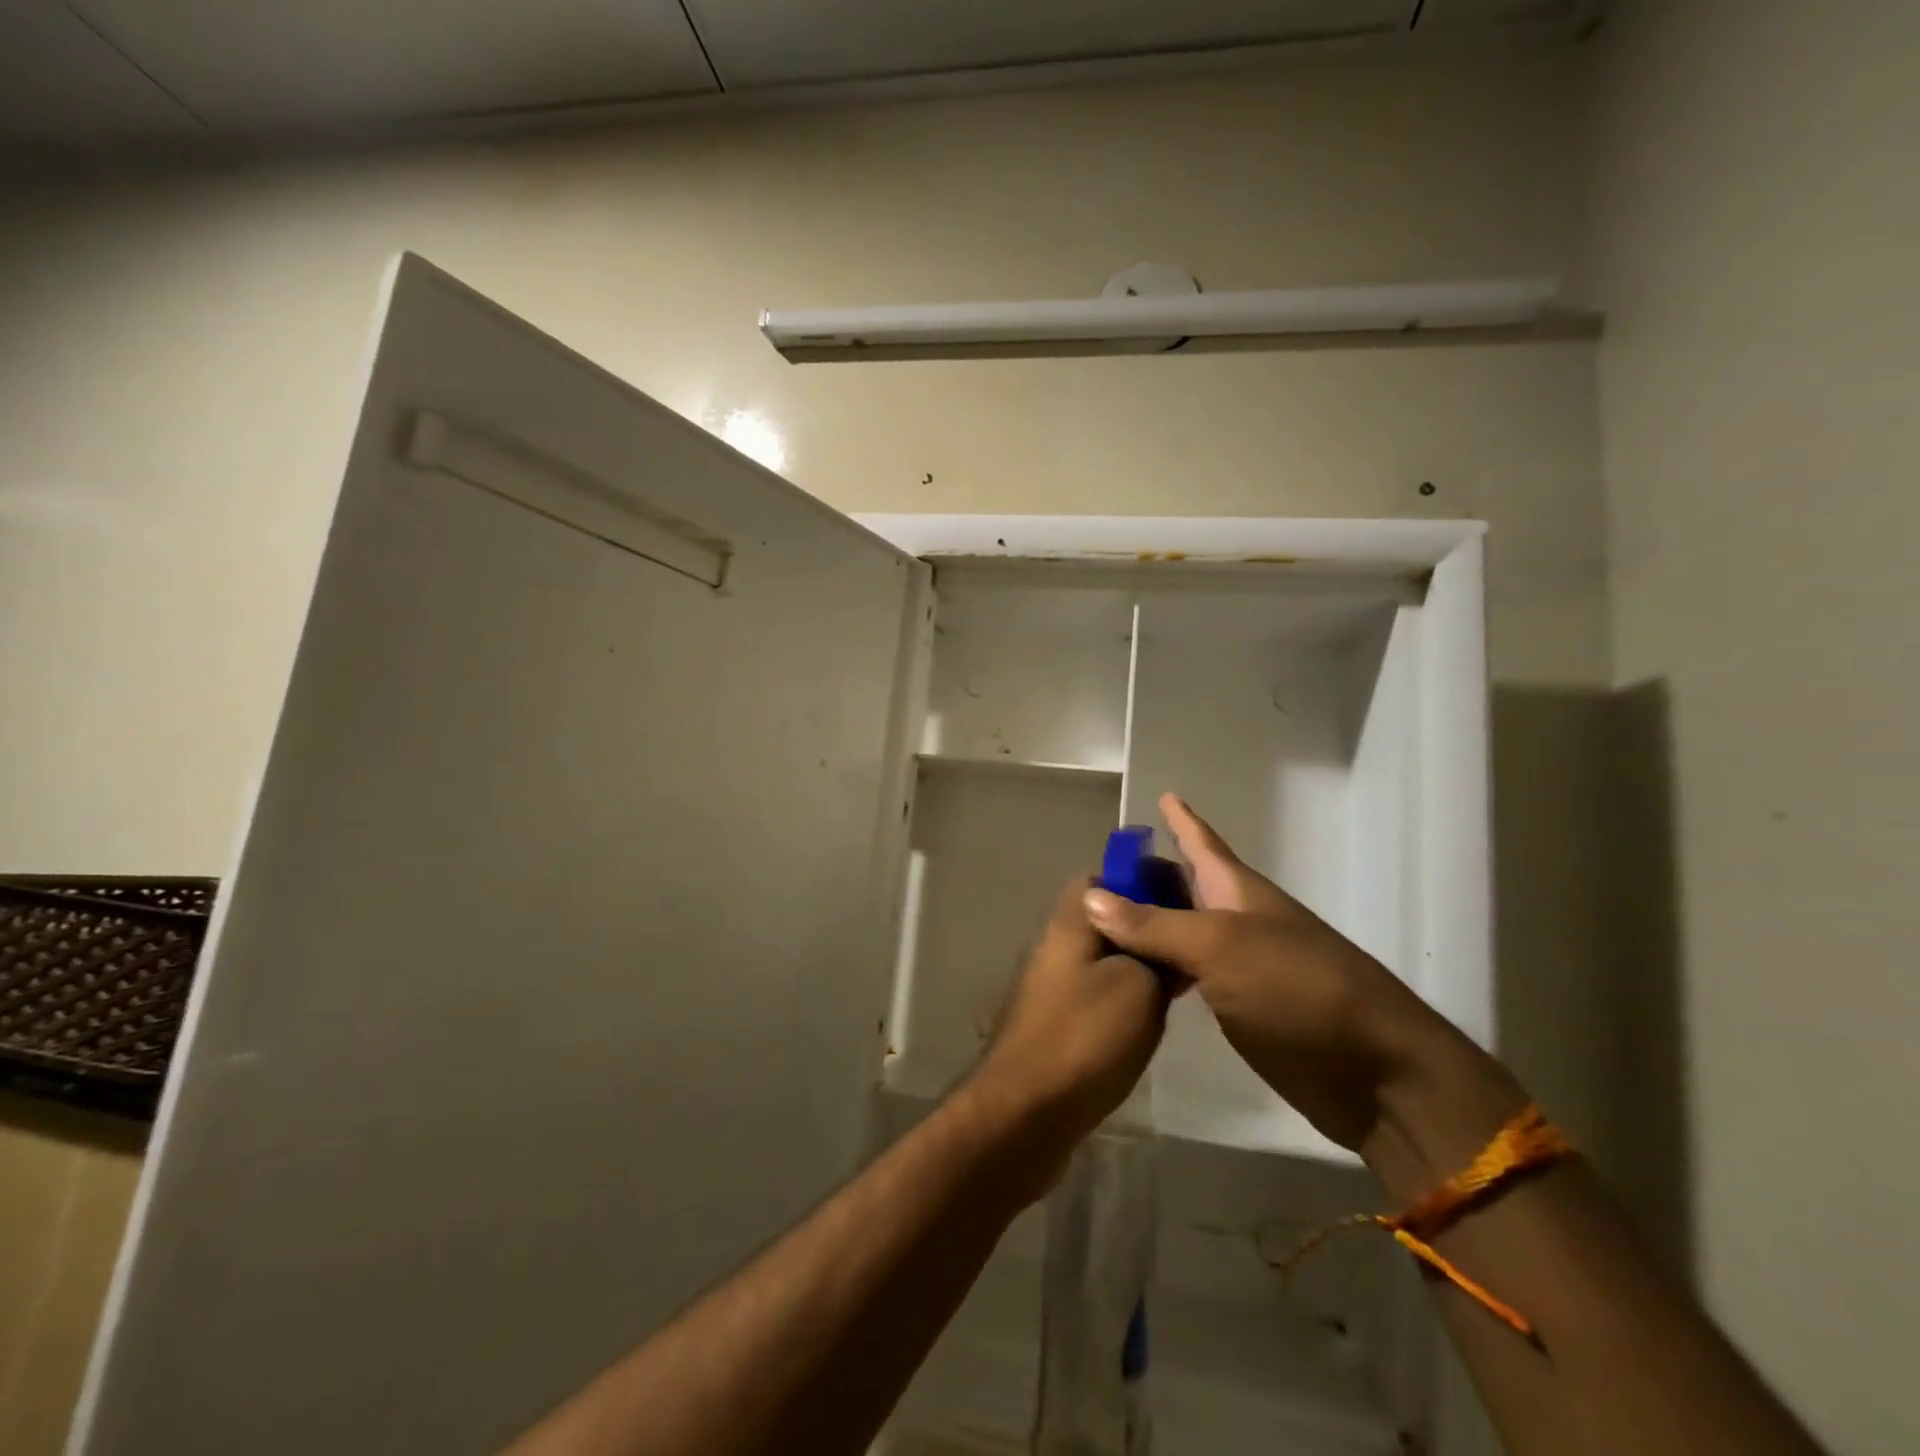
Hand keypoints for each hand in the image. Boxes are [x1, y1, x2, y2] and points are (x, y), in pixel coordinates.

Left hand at [969, 877, 1167, 1149]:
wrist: (1028, 1112)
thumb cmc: (1085, 1037)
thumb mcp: (1139, 985)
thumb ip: (1156, 950)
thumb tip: (1168, 933)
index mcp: (1071, 921)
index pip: (1104, 876)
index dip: (1145, 880)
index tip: (1186, 899)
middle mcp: (1058, 944)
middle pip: (1108, 917)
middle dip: (1150, 925)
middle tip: (1194, 944)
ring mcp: (1056, 984)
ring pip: (1107, 956)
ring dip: (1142, 963)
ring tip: (1185, 979)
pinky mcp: (1060, 1020)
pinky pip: (1101, 990)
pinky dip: (1129, 994)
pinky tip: (1156, 1016)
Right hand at [1082, 794, 1458, 1150]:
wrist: (1372, 1071)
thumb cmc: (1299, 989)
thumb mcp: (1220, 946)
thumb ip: (1154, 924)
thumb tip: (1091, 896)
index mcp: (1238, 892)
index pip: (1202, 843)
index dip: (1181, 820)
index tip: (1161, 795)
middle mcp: (1237, 920)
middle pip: (1186, 885)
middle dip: (1150, 872)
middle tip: (1101, 868)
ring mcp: (1239, 965)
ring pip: (1183, 929)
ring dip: (1148, 920)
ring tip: (1104, 915)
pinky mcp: (1238, 1005)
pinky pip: (1188, 972)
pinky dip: (1160, 964)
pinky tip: (1135, 970)